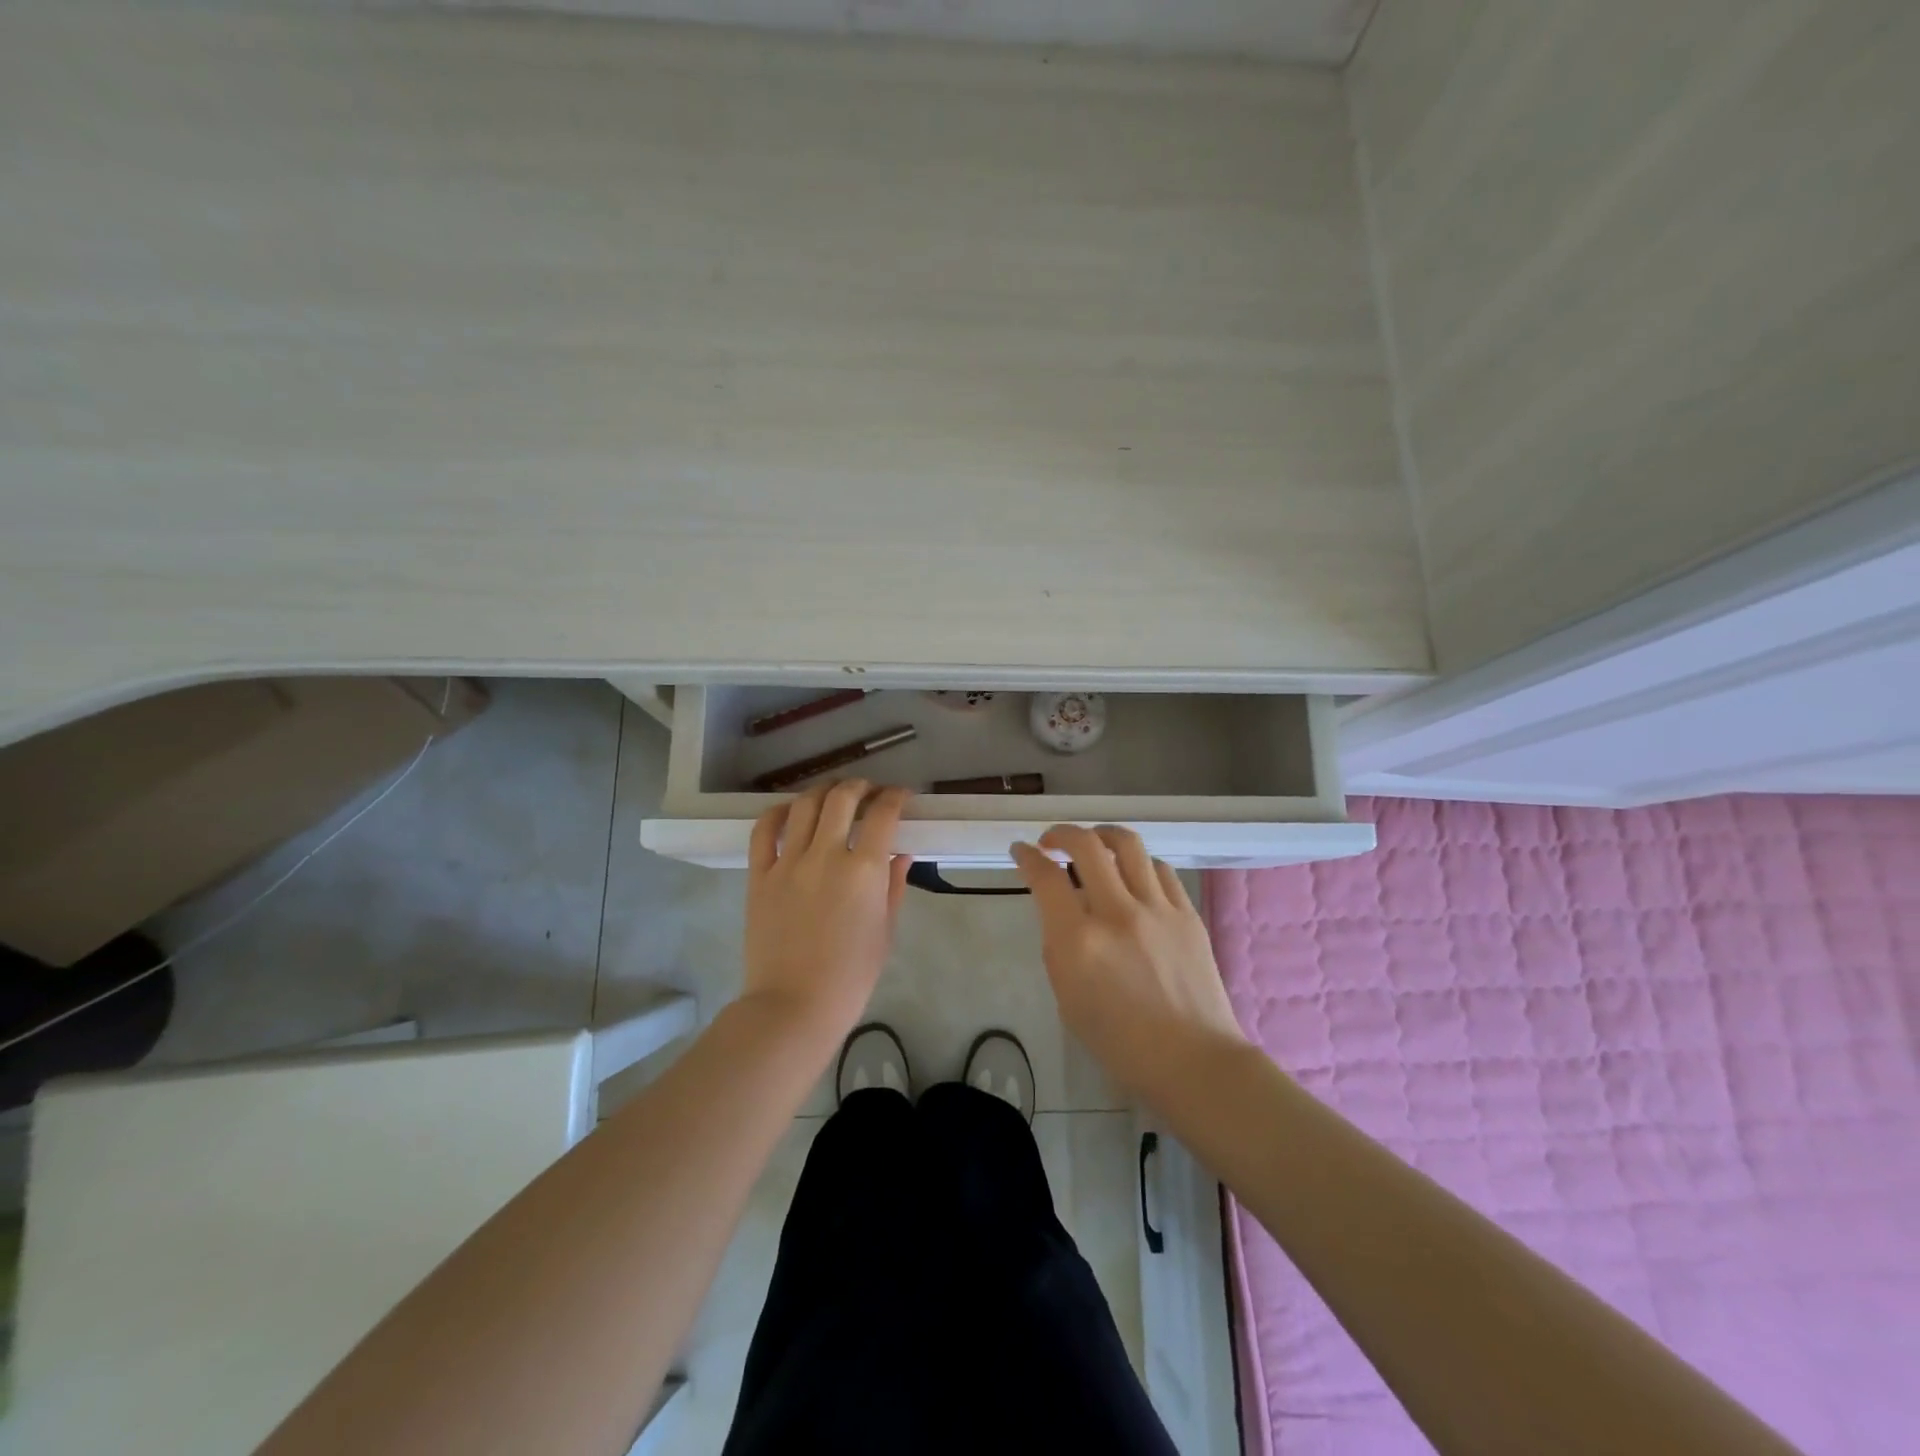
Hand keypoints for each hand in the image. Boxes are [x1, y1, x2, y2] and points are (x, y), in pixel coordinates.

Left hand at [742, 780, 911, 1044]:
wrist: (793, 1006)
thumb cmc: (850, 976)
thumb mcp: (885, 931)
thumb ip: (894, 886)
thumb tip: (901, 854)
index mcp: (863, 871)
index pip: (882, 814)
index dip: (895, 797)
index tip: (900, 796)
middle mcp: (825, 855)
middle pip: (841, 798)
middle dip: (860, 786)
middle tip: (868, 791)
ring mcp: (788, 863)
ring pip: (804, 805)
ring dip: (823, 791)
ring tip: (833, 795)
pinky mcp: (759, 875)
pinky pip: (764, 830)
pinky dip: (778, 812)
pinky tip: (791, 811)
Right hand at [1011, 825, 1248, 1102]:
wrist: (1193, 1060)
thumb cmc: (1120, 1042)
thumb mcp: (1068, 998)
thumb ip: (1059, 946)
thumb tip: (1062, 910)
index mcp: (1080, 942)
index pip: (1046, 878)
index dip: (1027, 857)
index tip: (1021, 851)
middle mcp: (1117, 914)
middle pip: (1086, 845)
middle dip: (1061, 834)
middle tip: (1052, 842)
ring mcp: (1157, 909)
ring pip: (1127, 845)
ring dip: (1102, 835)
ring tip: (1093, 843)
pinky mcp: (1186, 913)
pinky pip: (1159, 869)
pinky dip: (1138, 863)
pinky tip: (1132, 874)